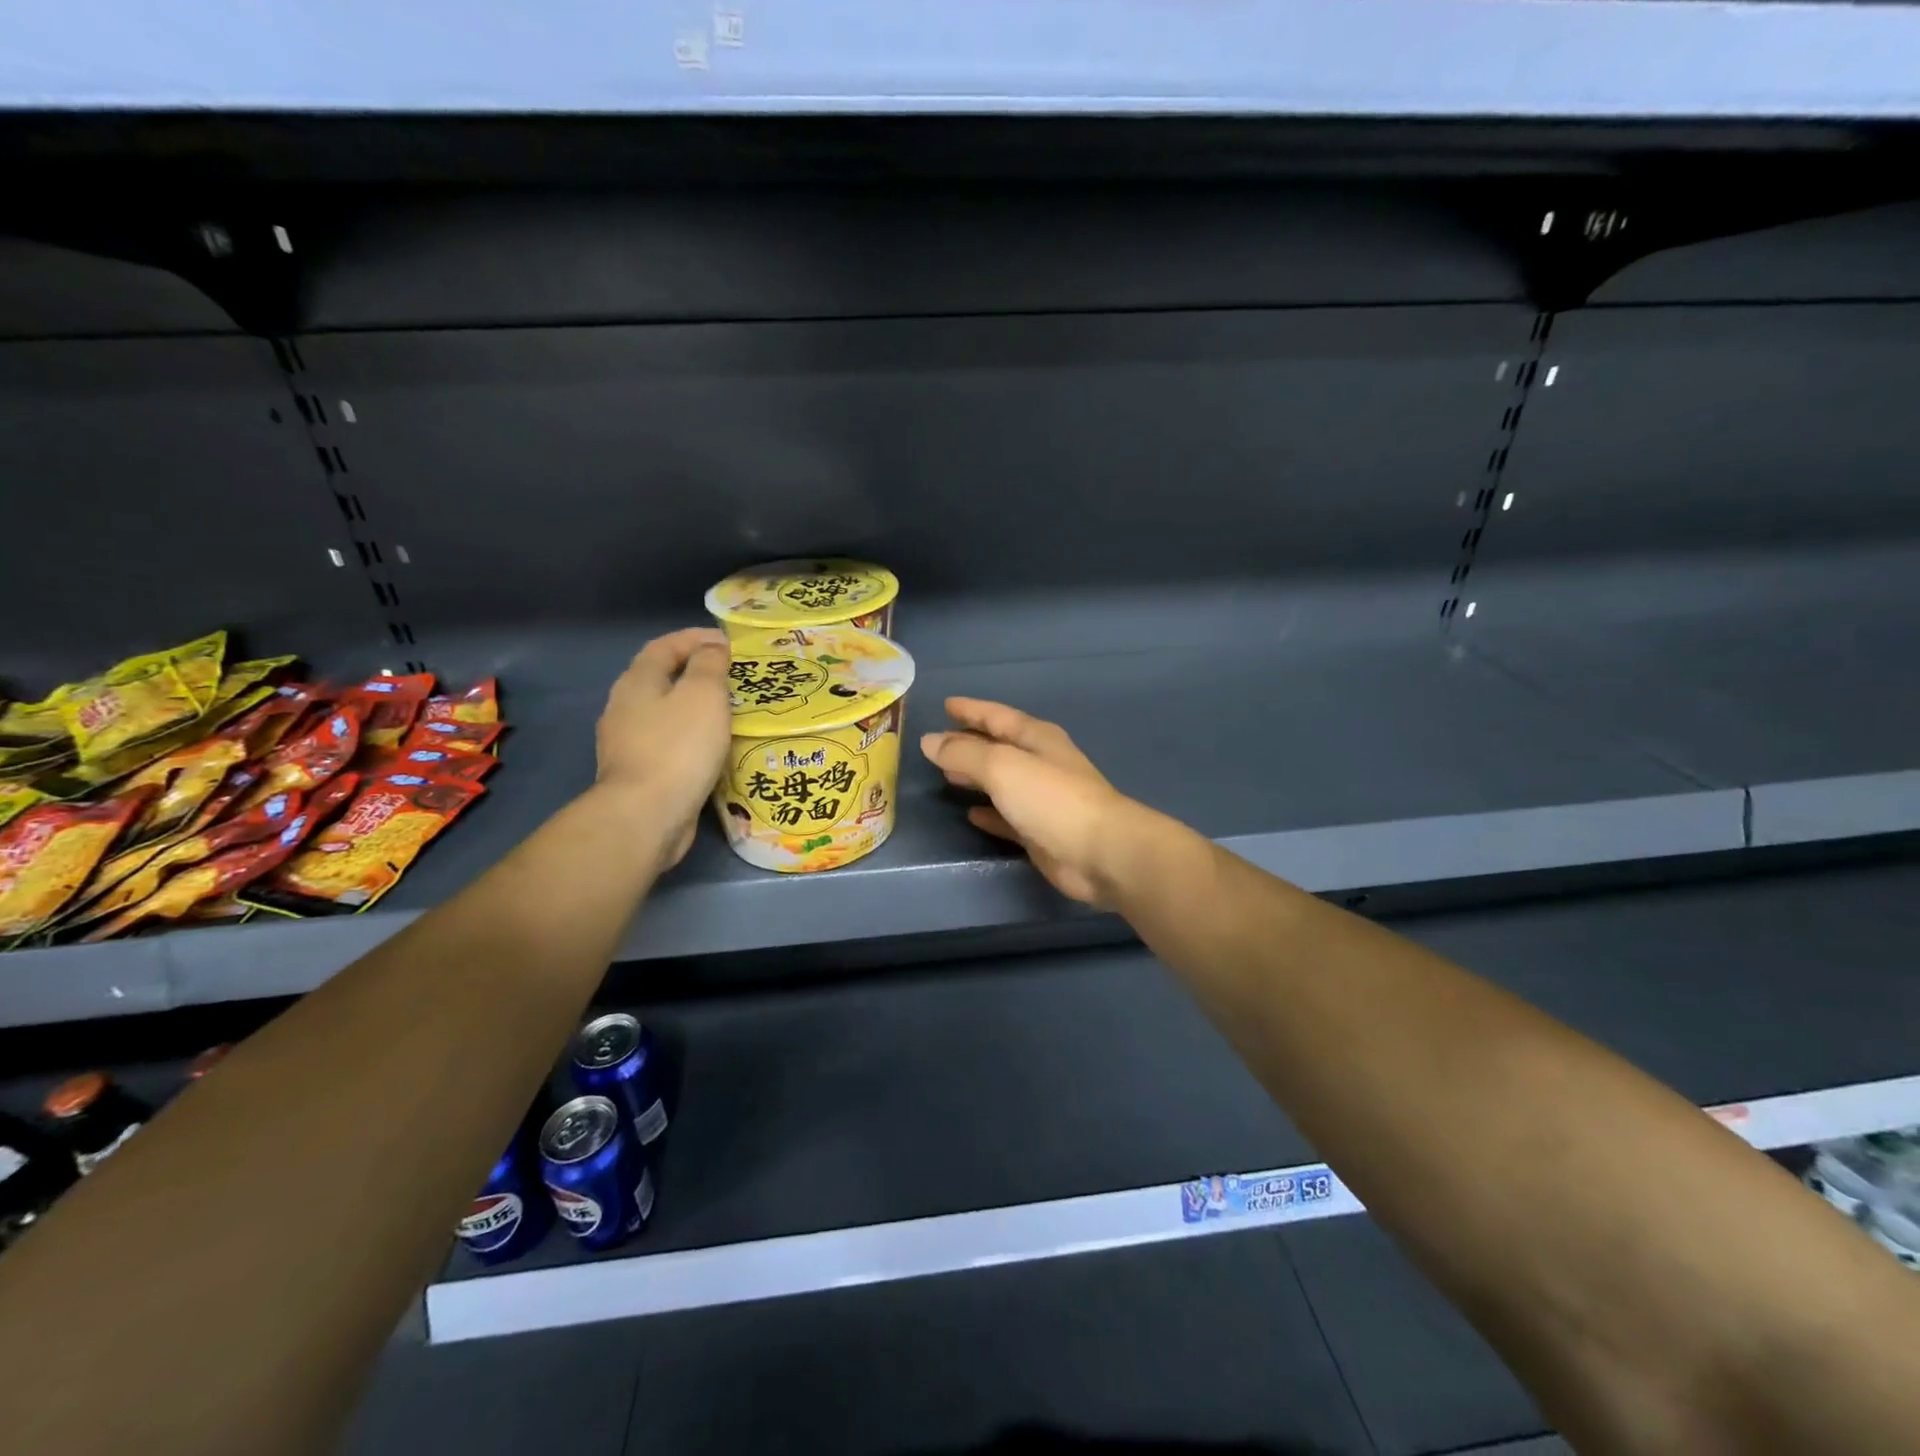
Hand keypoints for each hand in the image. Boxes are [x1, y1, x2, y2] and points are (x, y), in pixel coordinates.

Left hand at [595, 628, 732, 870]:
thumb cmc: (678, 747)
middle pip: (661, 678)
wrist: (646, 816)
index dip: (695, 638)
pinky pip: (669, 744)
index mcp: (637, 682)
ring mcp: (628, 743)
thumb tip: (711, 647)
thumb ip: (709, 666)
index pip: (664, 646)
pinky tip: (712, 748)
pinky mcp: (639, 773)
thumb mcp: (703, 695)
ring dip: (694, 708)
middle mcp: (625, 708)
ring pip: (665, 713)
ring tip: (728, 712)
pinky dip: (691, 738)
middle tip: (732, 677)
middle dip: (695, 673)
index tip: (728, 643)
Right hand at [920, 698, 1136, 907]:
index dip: (971, 710)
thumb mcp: (1002, 766)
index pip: (997, 716)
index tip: (946, 705)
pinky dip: (989, 813)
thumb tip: (930, 741)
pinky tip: (970, 815)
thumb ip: (964, 753)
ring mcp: (1042, 799)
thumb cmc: (1051, 799)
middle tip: (937, 744)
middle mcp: (1041, 763)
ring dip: (976, 776)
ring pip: (1001, 781)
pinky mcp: (1040, 832)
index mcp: (1036, 738)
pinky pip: (1007, 817)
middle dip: (969, 743)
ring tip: (946, 776)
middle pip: (999, 747)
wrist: (1100, 852)